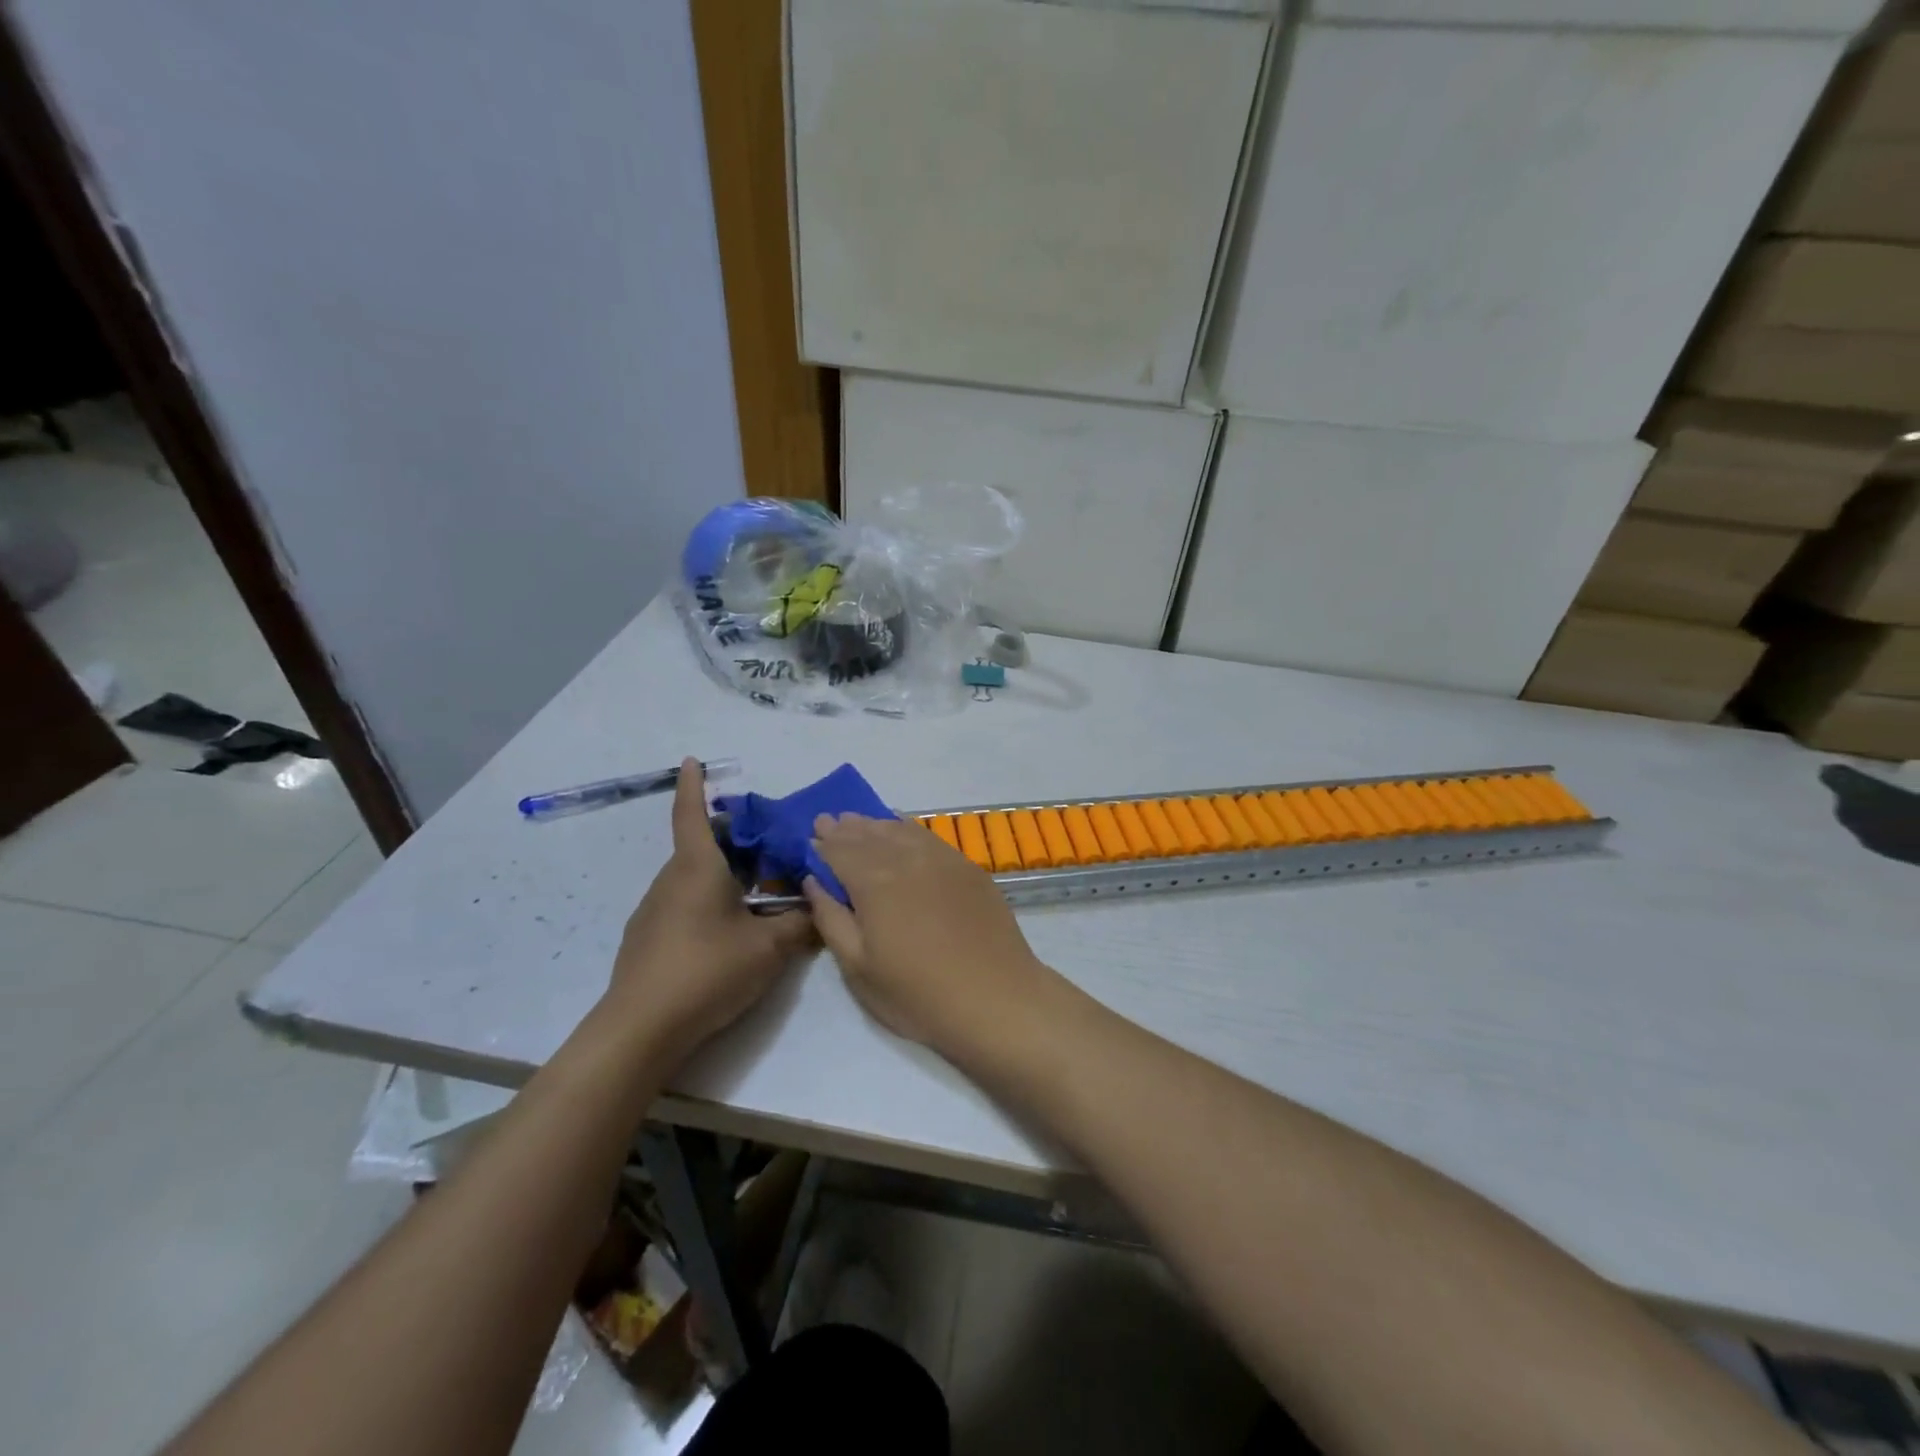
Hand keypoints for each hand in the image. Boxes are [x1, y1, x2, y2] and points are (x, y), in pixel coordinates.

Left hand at [605, 760, 814, 1063]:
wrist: (641, 1029)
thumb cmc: (707, 971)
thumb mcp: (769, 947)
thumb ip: (800, 923)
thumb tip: (822, 907)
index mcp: (697, 868)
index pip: (691, 813)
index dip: (694, 785)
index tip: (692, 760)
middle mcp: (671, 880)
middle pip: (701, 846)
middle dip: (733, 839)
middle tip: (769, 846)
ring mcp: (655, 911)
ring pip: (694, 878)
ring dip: (725, 875)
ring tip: (761, 893)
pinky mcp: (649, 939)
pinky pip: (684, 904)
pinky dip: (710, 902)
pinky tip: (731, 933)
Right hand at [802, 814, 1055, 1060]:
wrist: (995, 998)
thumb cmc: (917, 993)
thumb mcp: (858, 968)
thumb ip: (831, 918)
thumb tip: (814, 881)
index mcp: (874, 882)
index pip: (839, 851)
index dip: (822, 844)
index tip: (809, 837)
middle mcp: (906, 859)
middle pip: (868, 835)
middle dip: (845, 829)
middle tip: (828, 821)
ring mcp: (941, 859)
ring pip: (899, 830)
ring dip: (874, 824)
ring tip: (858, 822)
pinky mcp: (967, 867)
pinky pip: (929, 836)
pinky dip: (908, 828)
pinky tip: (902, 827)